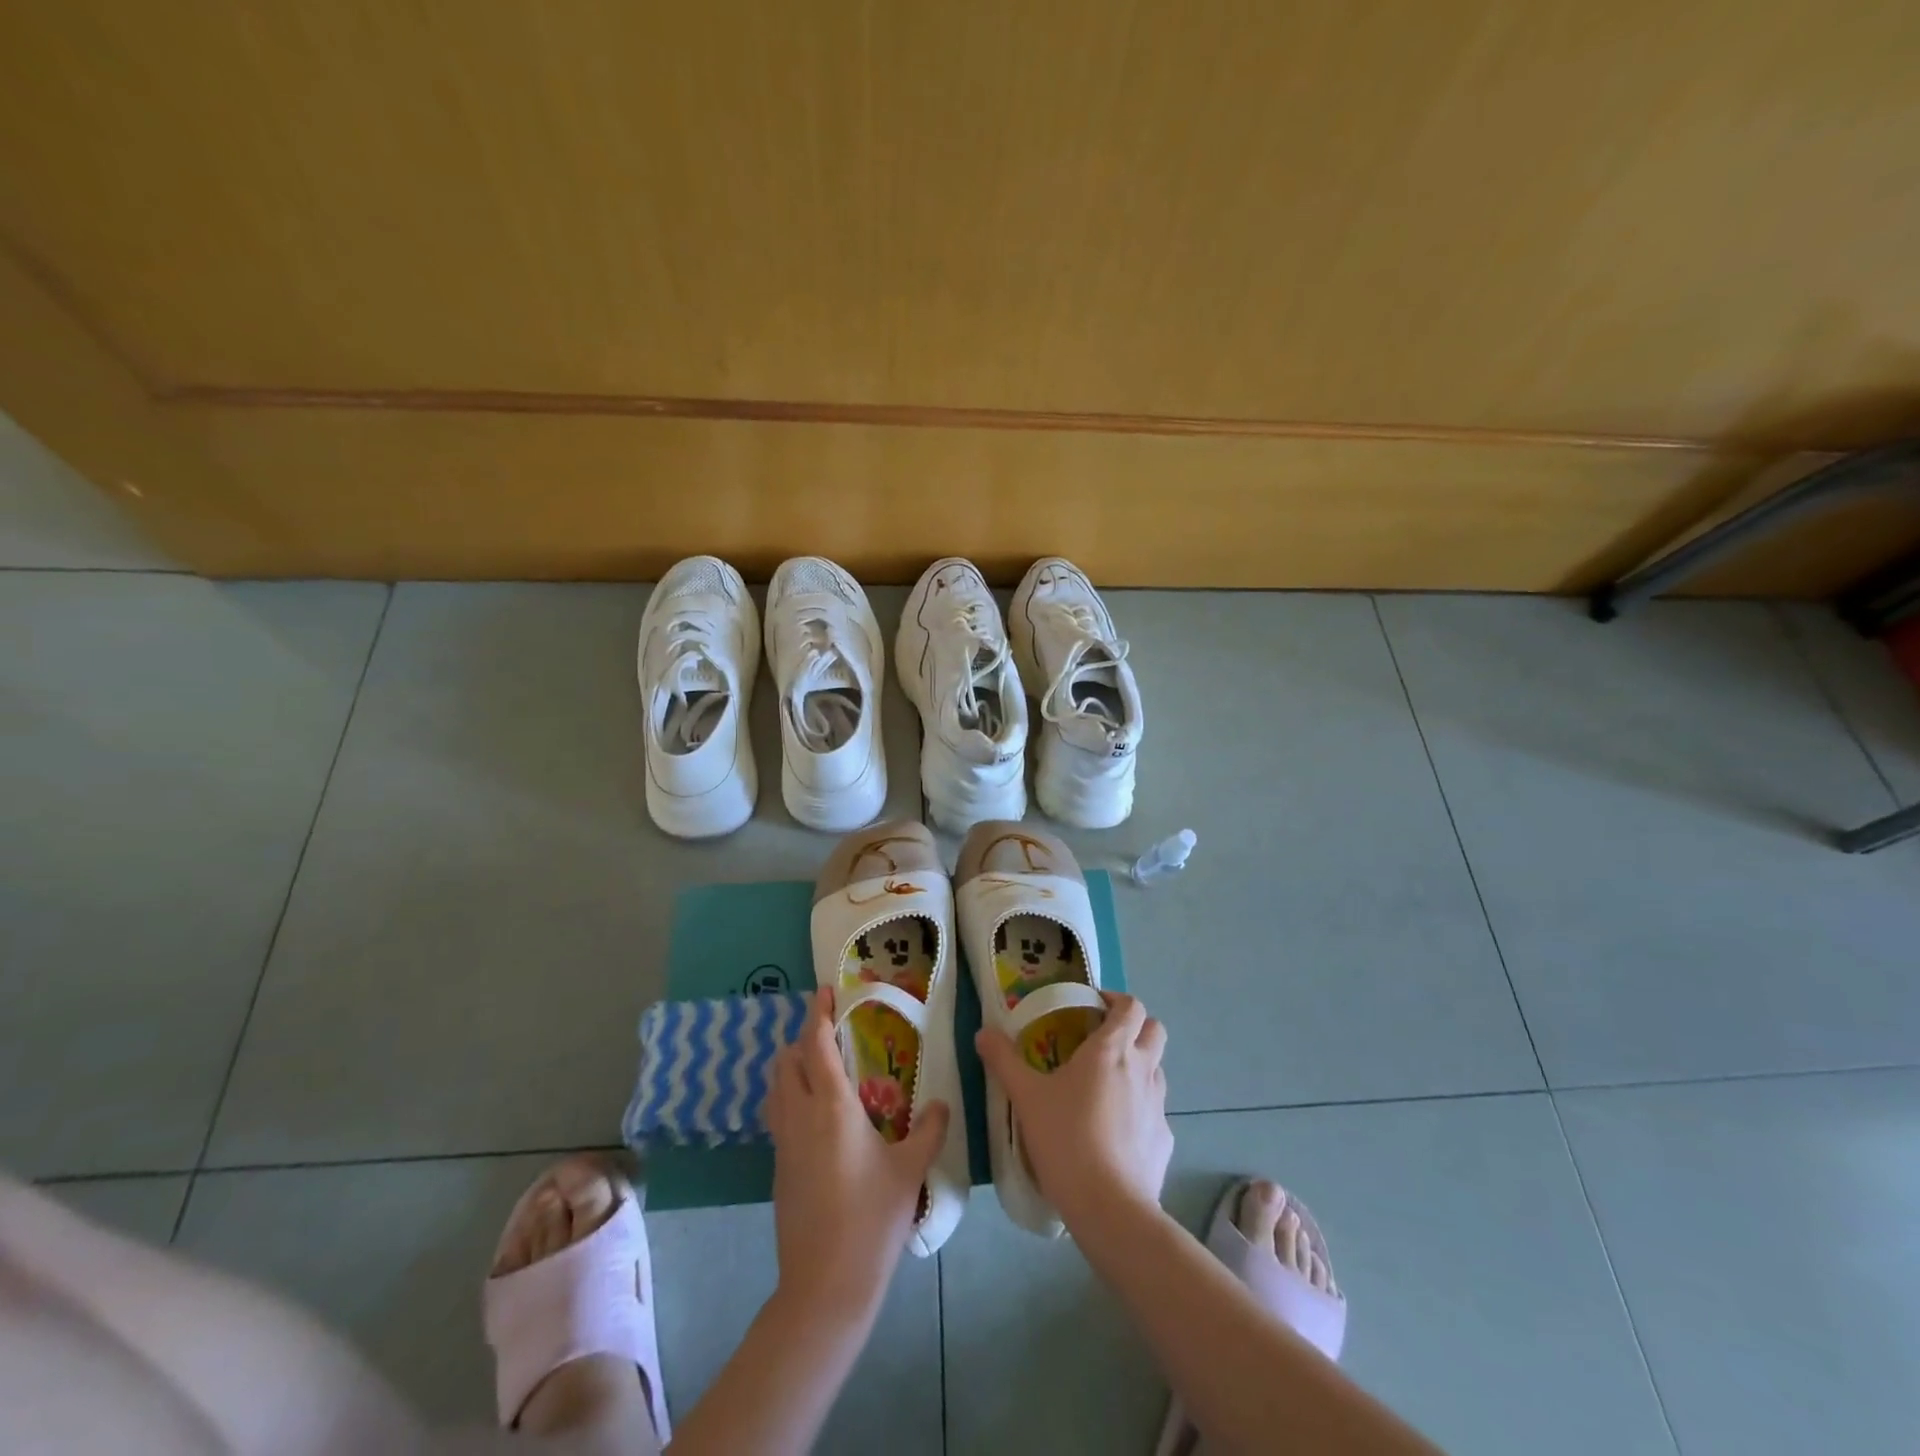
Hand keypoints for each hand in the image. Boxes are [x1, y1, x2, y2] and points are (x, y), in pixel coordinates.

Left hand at [765, 988, 950, 1321]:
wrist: (824, 1286)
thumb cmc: (871, 1219)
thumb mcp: (910, 1171)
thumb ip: (929, 1130)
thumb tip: (942, 1103)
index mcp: (832, 1106)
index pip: (816, 1044)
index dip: (818, 1013)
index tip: (825, 991)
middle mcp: (800, 1115)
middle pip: (786, 1060)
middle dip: (802, 1037)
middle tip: (830, 1032)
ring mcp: (783, 1143)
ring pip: (775, 1087)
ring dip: (791, 1066)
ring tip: (820, 1066)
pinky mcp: (777, 1168)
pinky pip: (777, 1115)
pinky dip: (789, 1096)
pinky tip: (816, 1114)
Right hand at [975, 992, 1172, 1228]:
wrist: (1109, 1207)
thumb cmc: (1066, 1138)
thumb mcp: (1026, 1096)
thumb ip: (1004, 1060)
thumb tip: (983, 1032)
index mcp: (1111, 1050)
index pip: (1131, 1006)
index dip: (1116, 1000)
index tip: (1093, 1006)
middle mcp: (1142, 1069)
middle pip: (1155, 1030)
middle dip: (1135, 1027)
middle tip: (1103, 1040)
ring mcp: (1159, 1106)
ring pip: (1157, 1070)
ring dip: (1138, 1066)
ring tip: (1106, 1086)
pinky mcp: (1165, 1140)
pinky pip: (1155, 1112)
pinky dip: (1139, 1110)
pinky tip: (1115, 1132)